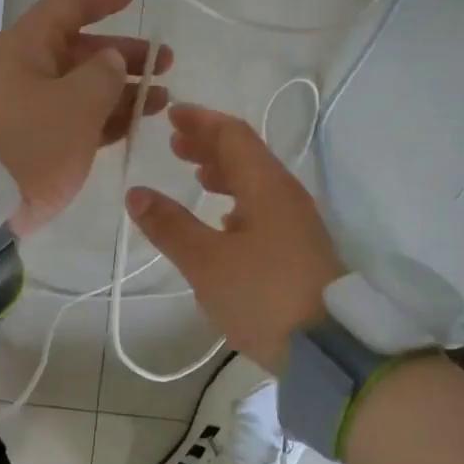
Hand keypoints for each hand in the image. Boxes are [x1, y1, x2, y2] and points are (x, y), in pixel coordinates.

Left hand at [0, 0, 171, 235]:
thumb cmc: (27, 142)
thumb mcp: (75, 103)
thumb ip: (103, 75)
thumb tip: (111, 61)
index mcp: (24, 48)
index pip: (65, 7)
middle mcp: (20, 72)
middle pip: (77, 51)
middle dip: (122, 54)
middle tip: (164, 62)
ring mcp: (22, 110)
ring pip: (78, 89)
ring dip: (120, 91)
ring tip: (160, 100)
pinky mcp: (27, 144)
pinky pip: (72, 120)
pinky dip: (101, 118)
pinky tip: (132, 124)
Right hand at [124, 104, 345, 371]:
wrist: (328, 349)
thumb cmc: (263, 296)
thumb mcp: (206, 262)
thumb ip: (170, 225)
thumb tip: (136, 193)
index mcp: (266, 186)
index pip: (233, 135)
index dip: (201, 121)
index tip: (172, 114)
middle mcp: (285, 195)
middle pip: (246, 155)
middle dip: (209, 145)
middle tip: (175, 145)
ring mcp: (296, 222)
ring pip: (255, 182)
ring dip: (223, 172)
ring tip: (195, 175)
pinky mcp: (299, 248)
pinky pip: (263, 207)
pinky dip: (236, 200)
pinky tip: (222, 219)